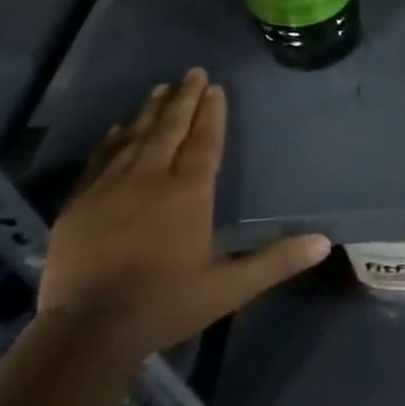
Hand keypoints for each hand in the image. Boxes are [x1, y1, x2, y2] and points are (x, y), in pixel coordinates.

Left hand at [39, 68, 331, 358]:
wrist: (86, 332)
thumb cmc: (165, 304)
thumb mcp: (230, 288)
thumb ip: (276, 261)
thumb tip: (325, 241)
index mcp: (188, 193)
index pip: (204, 141)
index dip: (212, 113)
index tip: (216, 87)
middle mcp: (150, 179)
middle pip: (169, 129)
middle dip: (183, 99)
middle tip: (193, 72)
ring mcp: (110, 189)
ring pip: (135, 138)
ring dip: (150, 112)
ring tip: (160, 88)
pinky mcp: (79, 206)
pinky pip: (100, 160)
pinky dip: (112, 140)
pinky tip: (118, 128)